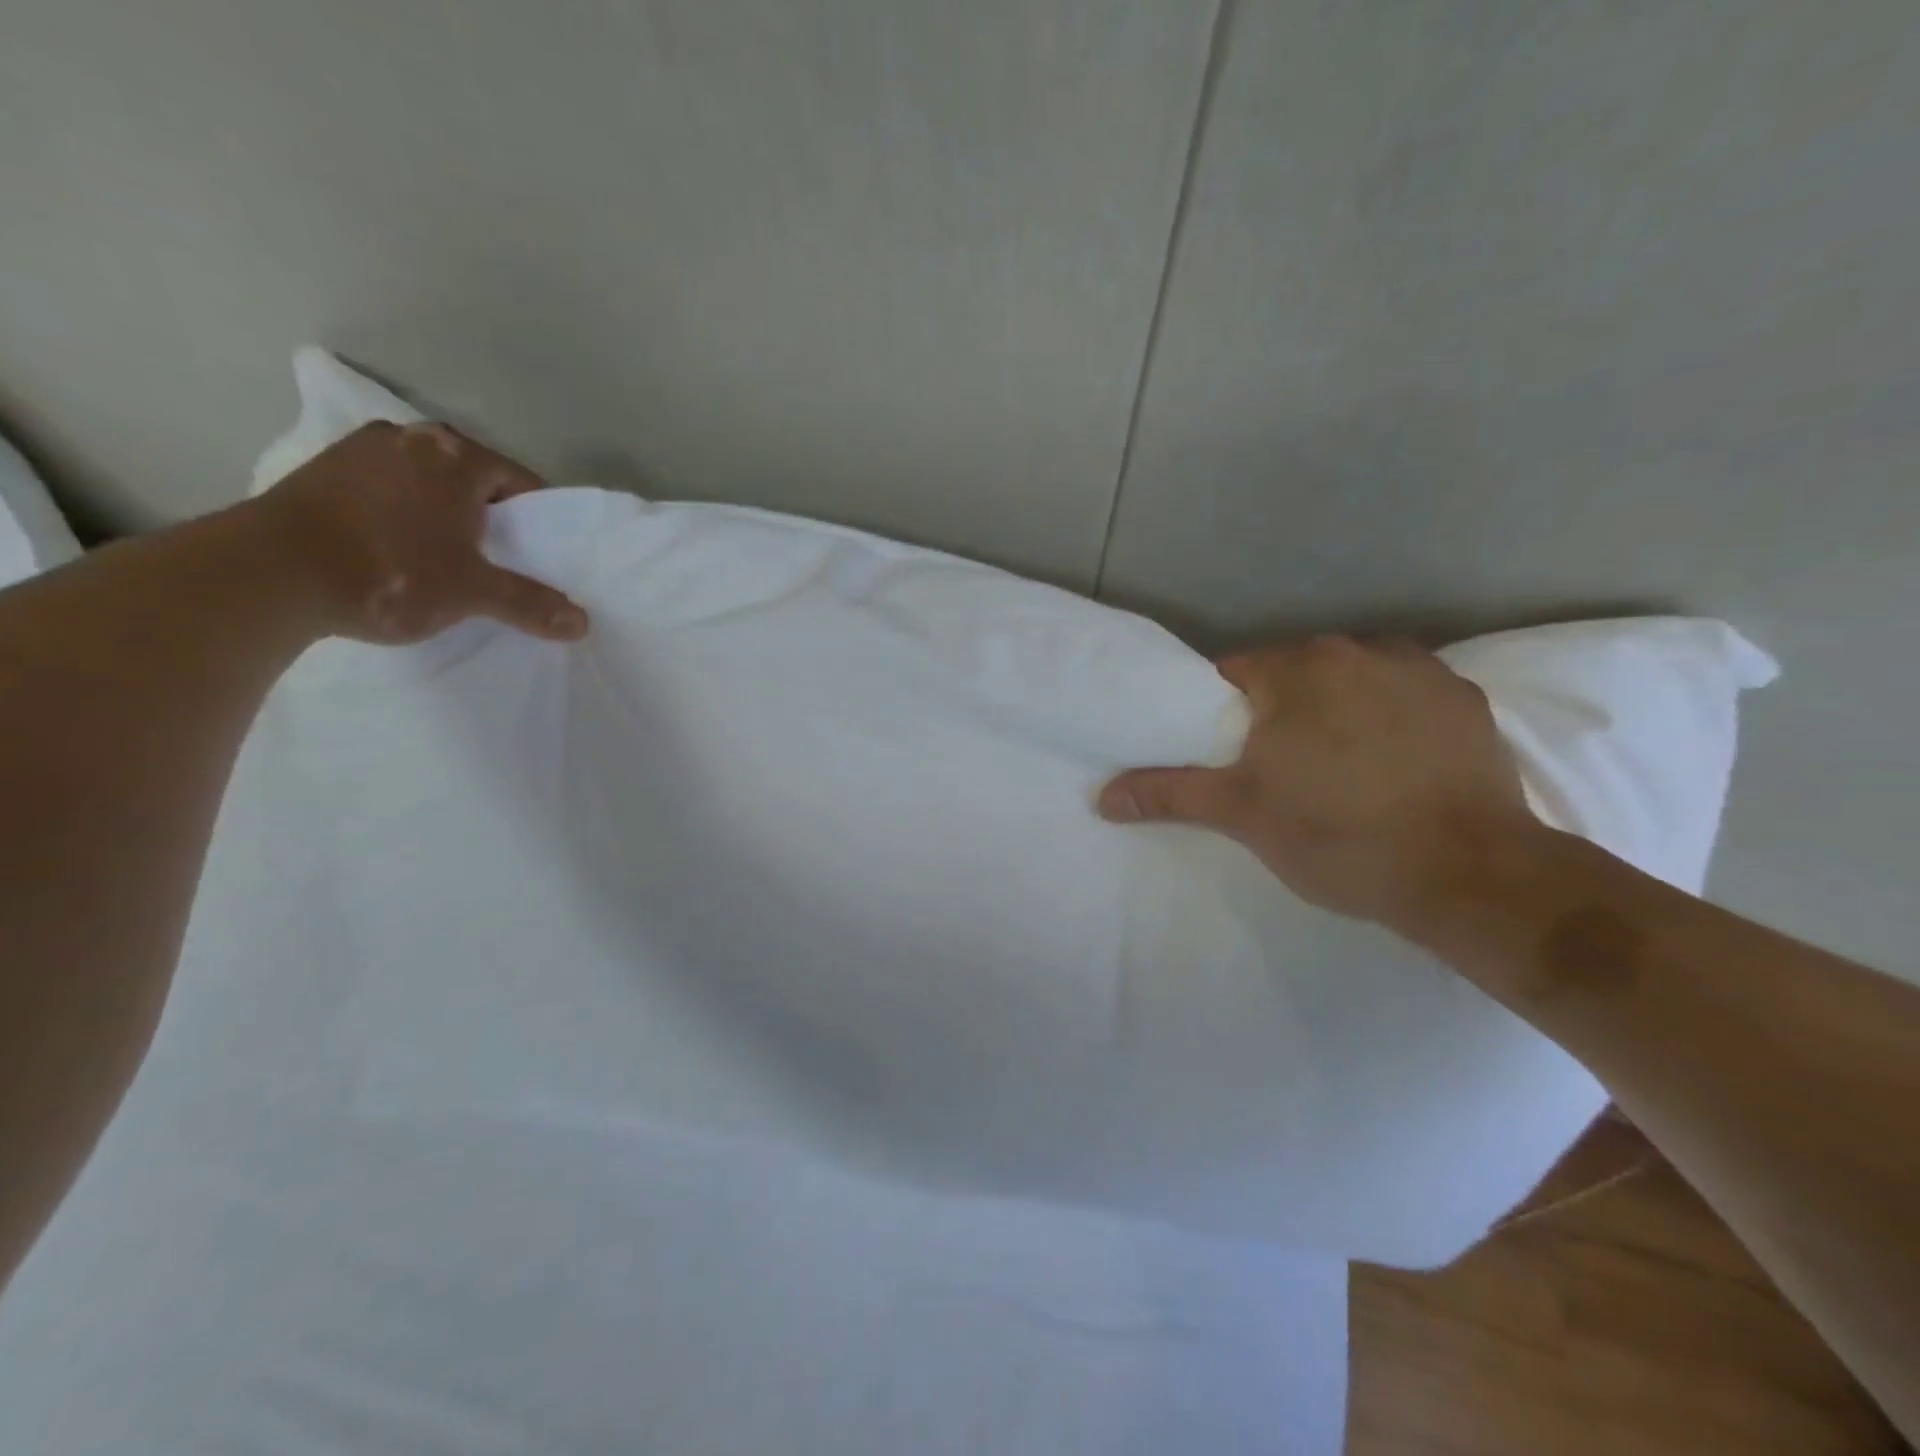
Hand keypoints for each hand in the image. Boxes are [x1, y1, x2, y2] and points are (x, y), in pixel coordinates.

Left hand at [252, 422, 588, 644]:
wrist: (268, 574)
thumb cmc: (391, 572)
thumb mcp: (473, 592)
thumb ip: (530, 603)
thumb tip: (581, 624)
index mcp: (456, 456)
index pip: (522, 483)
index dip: (538, 523)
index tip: (539, 557)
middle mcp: (411, 438)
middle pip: (476, 480)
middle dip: (491, 518)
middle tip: (498, 562)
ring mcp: (360, 450)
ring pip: (429, 484)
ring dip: (445, 516)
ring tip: (448, 560)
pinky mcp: (322, 471)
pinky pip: (388, 490)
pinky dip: (404, 515)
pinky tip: (399, 551)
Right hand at [1098, 636, 1534, 934]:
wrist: (1470, 874)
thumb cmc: (1339, 836)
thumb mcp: (1242, 815)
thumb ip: (1170, 794)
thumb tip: (1102, 796)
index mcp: (1294, 670)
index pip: (1232, 673)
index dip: (1221, 712)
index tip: (1227, 753)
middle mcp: (1355, 650)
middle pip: (1292, 673)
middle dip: (1277, 710)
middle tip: (1276, 768)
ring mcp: (1418, 669)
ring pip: (1349, 680)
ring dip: (1334, 709)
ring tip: (1339, 767)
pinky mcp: (1464, 698)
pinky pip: (1404, 695)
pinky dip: (1389, 717)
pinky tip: (1394, 763)